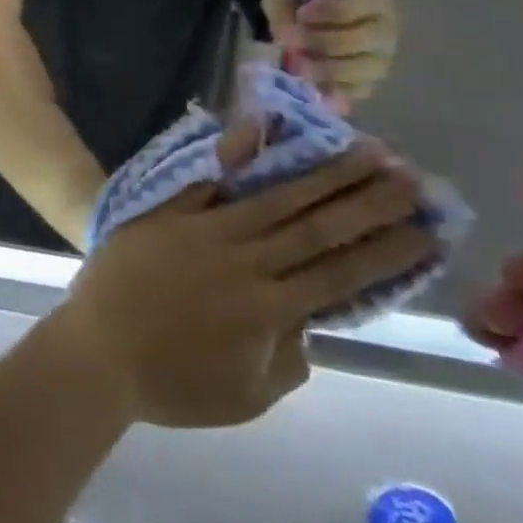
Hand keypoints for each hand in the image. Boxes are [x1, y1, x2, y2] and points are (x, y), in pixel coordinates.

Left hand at [51, 124, 434, 429]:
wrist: (96, 351)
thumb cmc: (169, 383)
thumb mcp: (244, 397)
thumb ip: (286, 361)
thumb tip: (309, 326)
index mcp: (270, 310)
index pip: (341, 274)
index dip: (387, 251)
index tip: (426, 229)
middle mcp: (246, 261)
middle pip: (316, 226)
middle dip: (367, 200)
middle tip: (409, 174)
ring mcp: (205, 229)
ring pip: (274, 196)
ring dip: (320, 172)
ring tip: (359, 149)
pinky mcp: (168, 211)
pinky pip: (206, 177)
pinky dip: (234, 151)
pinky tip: (261, 126)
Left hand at [261, 0, 399, 103]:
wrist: (294, 27)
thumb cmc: (298, 0)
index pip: (360, 6)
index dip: (326, 12)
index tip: (301, 14)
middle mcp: (386, 26)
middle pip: (361, 39)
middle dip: (319, 41)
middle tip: (291, 39)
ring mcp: (382, 56)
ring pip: (362, 69)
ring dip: (322, 66)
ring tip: (297, 61)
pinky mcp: (370, 81)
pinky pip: (356, 90)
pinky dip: (330, 87)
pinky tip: (312, 78)